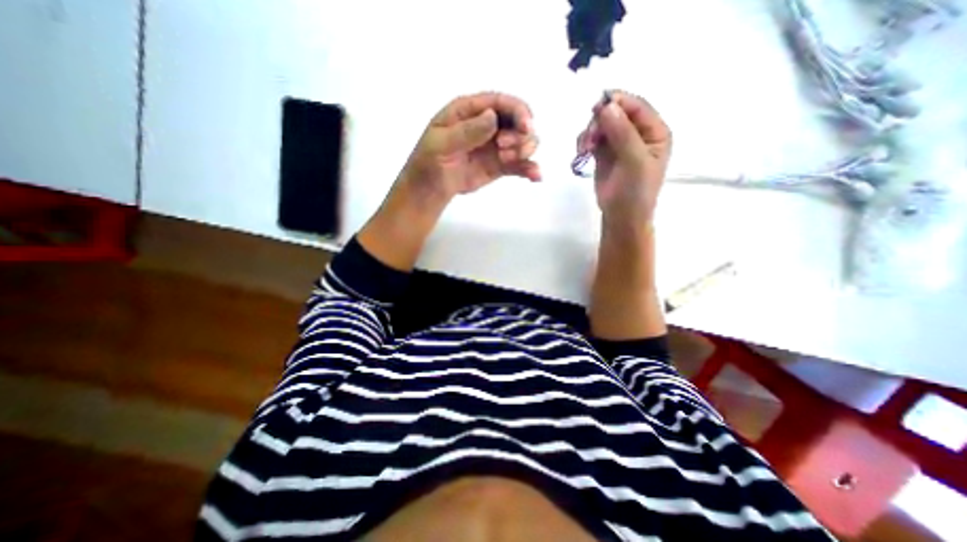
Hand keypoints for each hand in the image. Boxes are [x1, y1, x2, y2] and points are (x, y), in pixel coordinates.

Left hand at [395, 92, 542, 202]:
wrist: (431, 188)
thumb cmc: (430, 161)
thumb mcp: (441, 143)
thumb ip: (466, 131)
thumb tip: (493, 117)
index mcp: (471, 111)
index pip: (500, 103)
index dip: (518, 111)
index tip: (526, 126)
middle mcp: (488, 125)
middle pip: (518, 121)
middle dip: (519, 134)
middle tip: (504, 150)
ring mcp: (496, 146)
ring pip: (523, 142)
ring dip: (524, 150)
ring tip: (506, 161)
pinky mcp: (501, 166)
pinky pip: (519, 165)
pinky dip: (529, 169)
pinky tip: (536, 176)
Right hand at [572, 90, 673, 226]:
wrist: (621, 217)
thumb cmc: (635, 192)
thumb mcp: (634, 162)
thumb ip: (623, 133)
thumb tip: (606, 106)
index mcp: (654, 132)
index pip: (637, 107)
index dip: (617, 102)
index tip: (596, 107)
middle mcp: (638, 134)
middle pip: (616, 113)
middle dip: (599, 122)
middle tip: (588, 139)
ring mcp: (620, 143)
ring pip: (602, 125)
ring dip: (589, 133)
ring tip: (584, 150)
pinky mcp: (604, 153)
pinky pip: (593, 138)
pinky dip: (585, 141)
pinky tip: (582, 153)